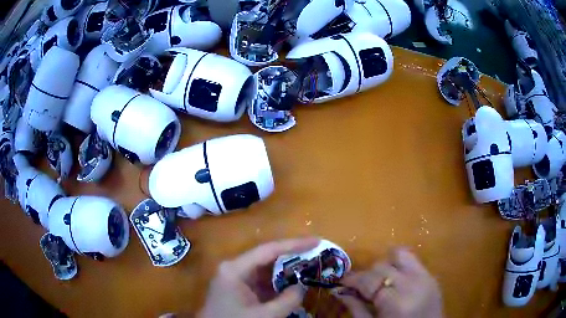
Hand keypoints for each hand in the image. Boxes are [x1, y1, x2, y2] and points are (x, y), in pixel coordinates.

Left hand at [198, 238, 319, 317]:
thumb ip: (287, 300)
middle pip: (266, 256)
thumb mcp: (265, 316)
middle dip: (290, 255)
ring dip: (284, 269)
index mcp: (235, 269)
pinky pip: (260, 280)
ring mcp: (234, 277)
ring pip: (264, 268)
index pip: (268, 250)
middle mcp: (233, 267)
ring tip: (307, 266)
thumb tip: (301, 286)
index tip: (316, 241)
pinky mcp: (237, 287)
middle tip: (314, 253)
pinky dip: (276, 282)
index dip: (294, 244)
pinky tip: (290, 284)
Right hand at [334, 248, 442, 317]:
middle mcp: (412, 283)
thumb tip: (338, 291)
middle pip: (382, 266)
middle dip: (366, 275)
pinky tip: (395, 281)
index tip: (340, 282)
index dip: (351, 279)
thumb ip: (356, 308)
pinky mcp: (431, 276)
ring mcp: (425, 277)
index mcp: (395, 301)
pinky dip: (400, 266)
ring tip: (380, 281)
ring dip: (385, 265)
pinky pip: (413, 260)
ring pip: (399, 254)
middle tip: (359, 288)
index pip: (368, 280)